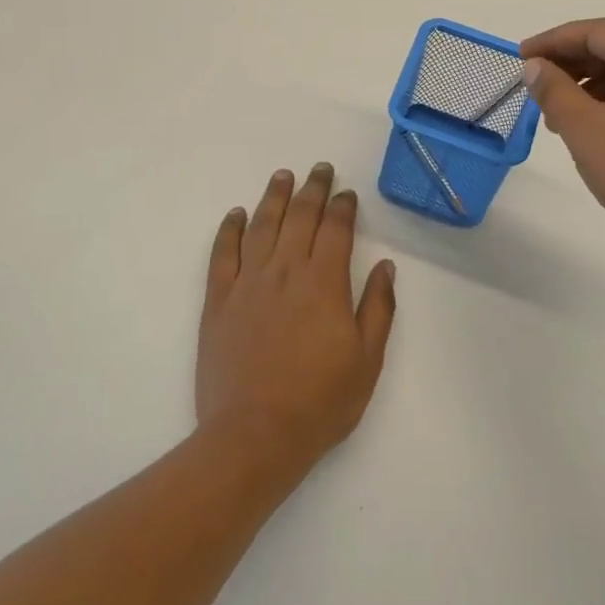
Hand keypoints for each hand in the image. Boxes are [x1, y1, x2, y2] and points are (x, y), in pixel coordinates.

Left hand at [197, 164, 396, 476]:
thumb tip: (386, 267)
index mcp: (324, 282)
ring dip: (274, 197)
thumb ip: (378, 308)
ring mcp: (248, 283)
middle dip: (313, 189)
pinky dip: (230, 229)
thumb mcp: (367, 360)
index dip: (343, 207)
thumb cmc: (319, 402)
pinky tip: (237, 213)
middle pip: (300, 216)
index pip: (336, 229)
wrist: (253, 436)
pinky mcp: (218, 300)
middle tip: (319, 169)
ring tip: (282, 176)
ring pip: (262, 225)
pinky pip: (223, 253)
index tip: (347, 194)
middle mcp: (286, 271)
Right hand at [520, 19, 604, 273]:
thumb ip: (554, 90)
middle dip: (573, 66)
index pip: (596, 31)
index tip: (519, 56)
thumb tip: (534, 67)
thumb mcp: (587, 129)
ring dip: (593, 86)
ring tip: (559, 116)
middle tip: (535, 87)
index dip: (552, 43)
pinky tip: (595, 126)